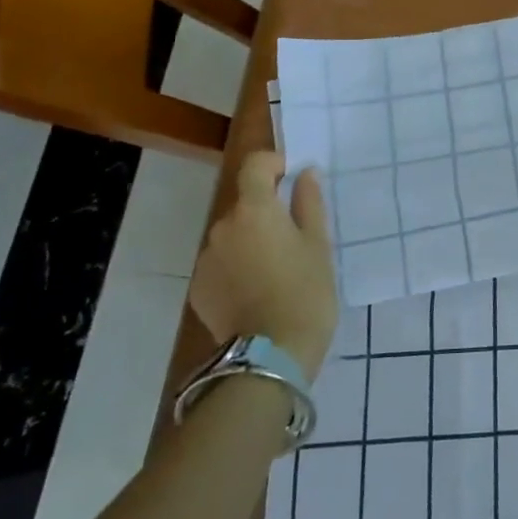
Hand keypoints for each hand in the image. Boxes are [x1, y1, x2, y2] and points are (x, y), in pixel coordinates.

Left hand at [189, 153, 337, 376]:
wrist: (271, 354)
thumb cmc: (306, 292)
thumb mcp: (318, 245)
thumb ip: (309, 204)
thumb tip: (304, 174)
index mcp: (255, 211)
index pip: (254, 166)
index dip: (273, 163)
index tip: (292, 178)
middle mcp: (223, 228)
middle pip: (244, 205)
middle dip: (267, 212)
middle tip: (296, 238)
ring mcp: (206, 259)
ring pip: (233, 236)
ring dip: (252, 241)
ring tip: (278, 270)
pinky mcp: (199, 289)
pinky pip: (222, 264)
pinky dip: (238, 267)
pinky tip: (258, 291)